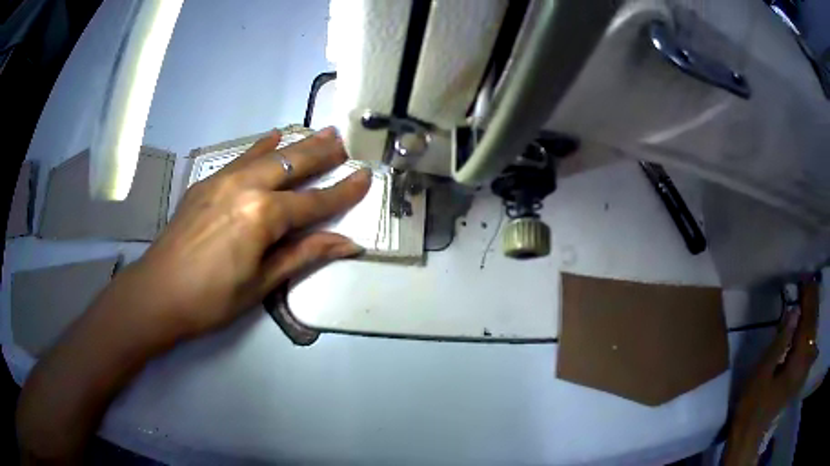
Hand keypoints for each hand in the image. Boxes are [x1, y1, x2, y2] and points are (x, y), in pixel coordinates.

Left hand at [127, 127, 370, 338]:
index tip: (366, 176)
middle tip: (344, 140)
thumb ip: (304, 254)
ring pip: (269, 154)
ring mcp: (223, 179)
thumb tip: (348, 244)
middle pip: (293, 164)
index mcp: (263, 215)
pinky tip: (272, 138)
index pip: (314, 201)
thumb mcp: (262, 283)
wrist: (158, 292)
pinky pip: (242, 157)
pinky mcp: (207, 182)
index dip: (343, 191)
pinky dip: (261, 147)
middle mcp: (246, 186)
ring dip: (297, 144)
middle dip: (322, 153)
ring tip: (320, 132)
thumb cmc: (212, 298)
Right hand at [724, 279, 819, 464]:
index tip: (806, 277)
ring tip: (810, 297)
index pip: (808, 321)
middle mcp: (805, 363)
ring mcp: (804, 372)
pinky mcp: (800, 378)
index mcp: (798, 361)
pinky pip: (811, 347)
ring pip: (814, 336)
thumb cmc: (753, 405)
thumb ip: (780, 342)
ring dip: (813, 315)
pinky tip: (809, 326)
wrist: (751, 436)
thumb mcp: (762, 373)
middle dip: (813, 302)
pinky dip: (811, 331)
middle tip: (809, 282)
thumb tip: (793, 312)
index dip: (809, 298)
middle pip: (813, 326)